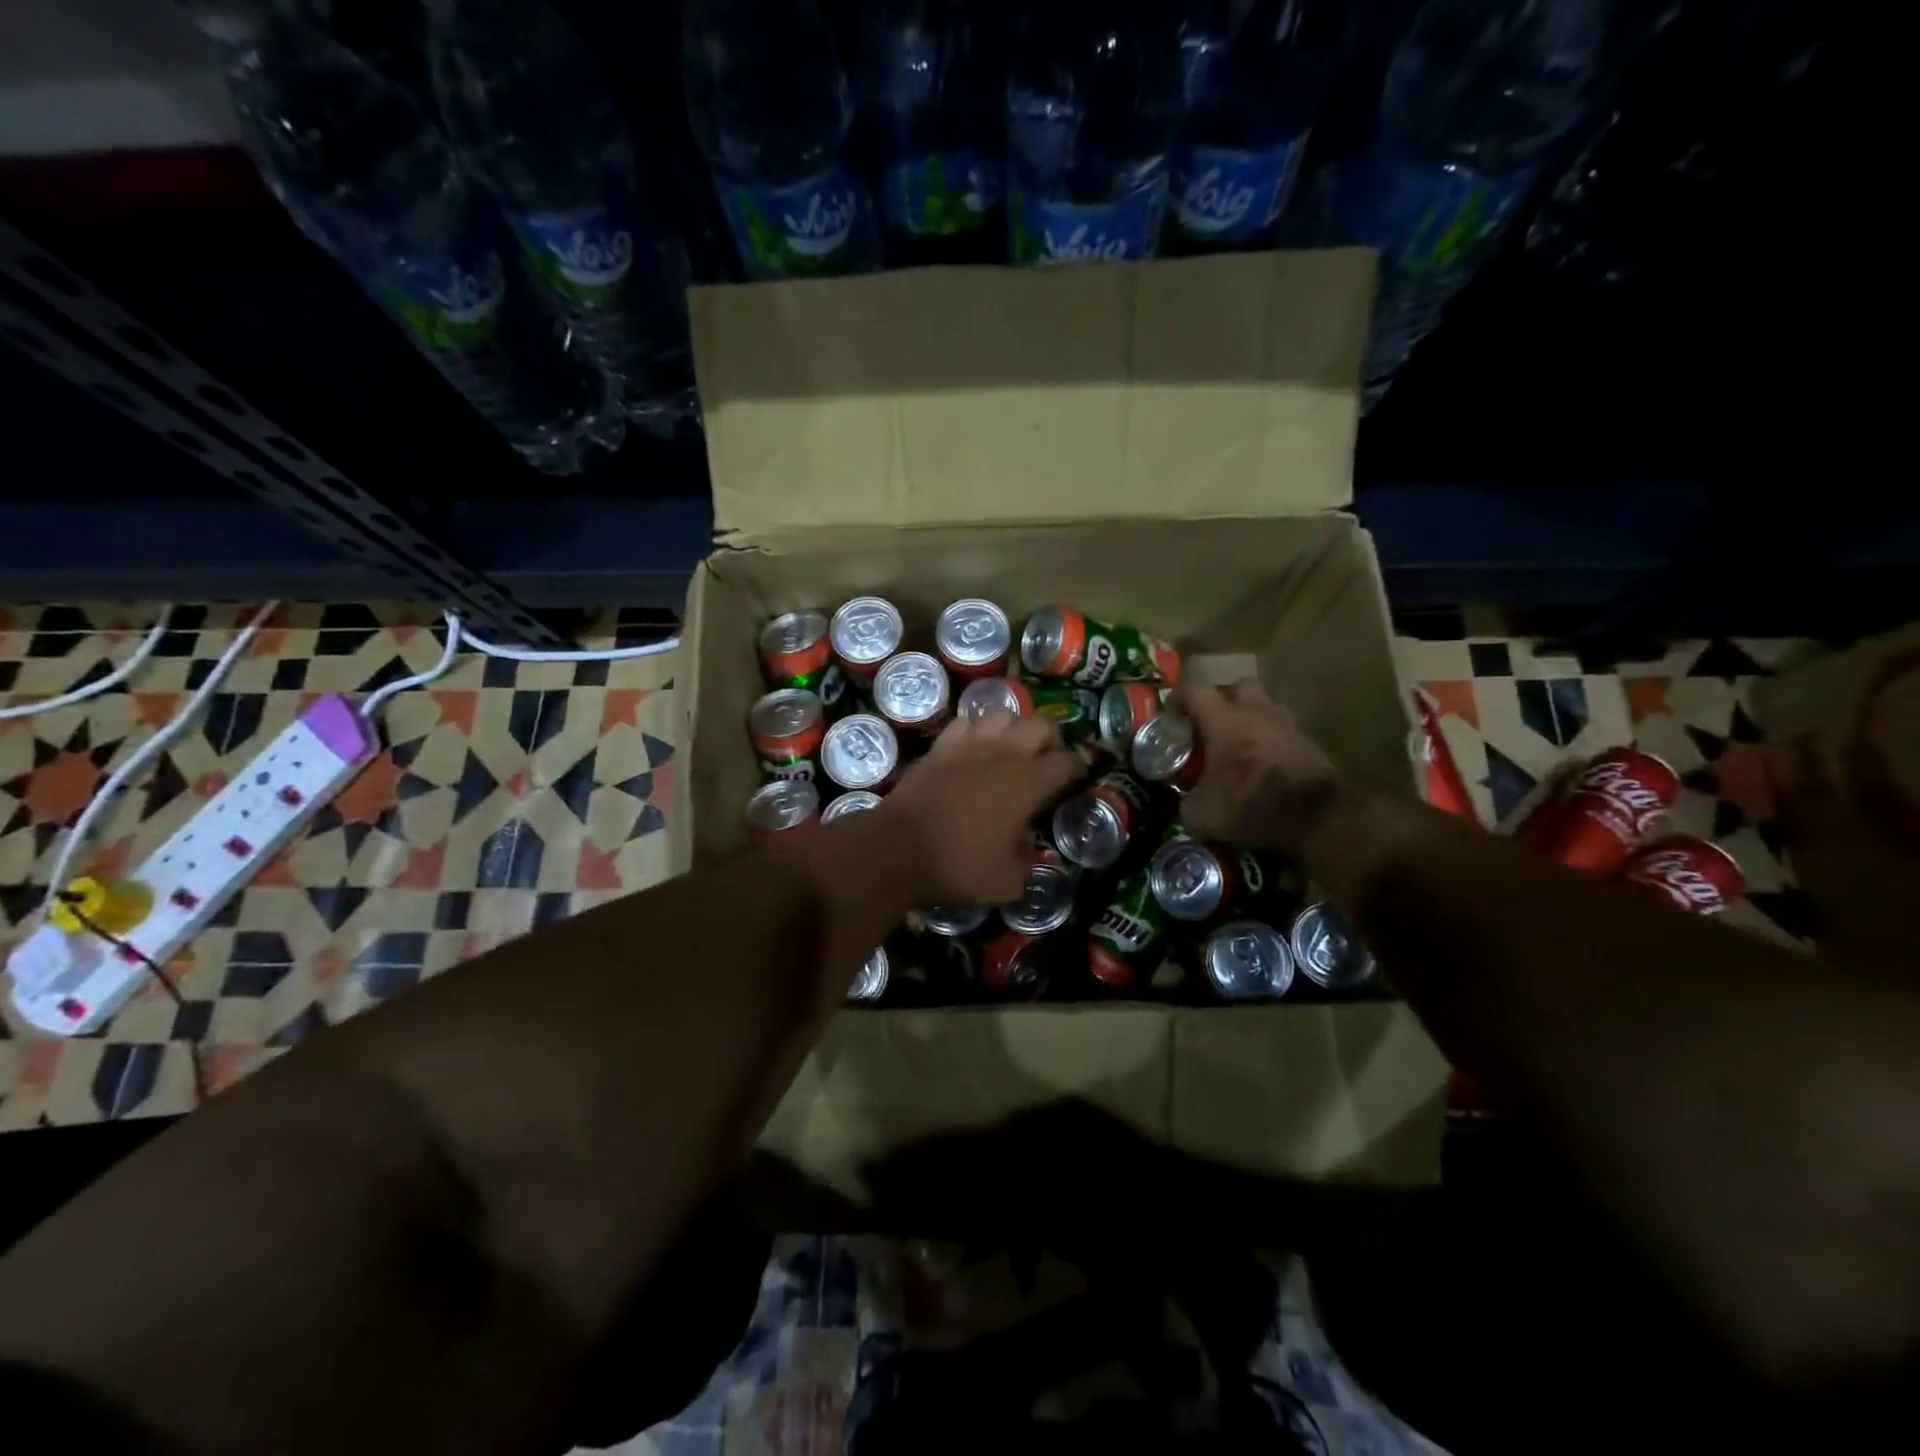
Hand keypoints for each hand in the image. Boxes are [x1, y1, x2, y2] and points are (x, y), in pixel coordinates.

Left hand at [881, 713, 1082, 904]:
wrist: (897, 850)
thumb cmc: (958, 866)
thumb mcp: (1009, 881)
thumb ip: (1028, 858)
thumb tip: (1024, 843)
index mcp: (1029, 782)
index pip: (1068, 762)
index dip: (1078, 772)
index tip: (1074, 784)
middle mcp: (1004, 753)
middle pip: (1041, 725)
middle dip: (1051, 742)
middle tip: (1046, 765)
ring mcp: (969, 744)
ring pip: (1004, 714)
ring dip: (1015, 730)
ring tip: (1012, 752)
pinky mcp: (940, 746)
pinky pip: (967, 723)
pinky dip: (978, 731)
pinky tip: (975, 749)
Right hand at [1178, 680, 1343, 852]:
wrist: (1316, 816)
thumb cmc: (1251, 804)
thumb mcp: (1203, 815)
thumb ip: (1187, 804)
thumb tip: (1186, 805)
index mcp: (1223, 721)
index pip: (1194, 690)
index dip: (1179, 697)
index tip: (1171, 713)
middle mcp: (1255, 713)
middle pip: (1238, 686)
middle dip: (1224, 699)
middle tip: (1212, 723)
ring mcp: (1287, 725)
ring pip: (1266, 706)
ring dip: (1252, 717)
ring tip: (1241, 743)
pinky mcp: (1309, 743)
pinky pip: (1285, 732)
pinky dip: (1273, 741)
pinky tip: (1266, 764)